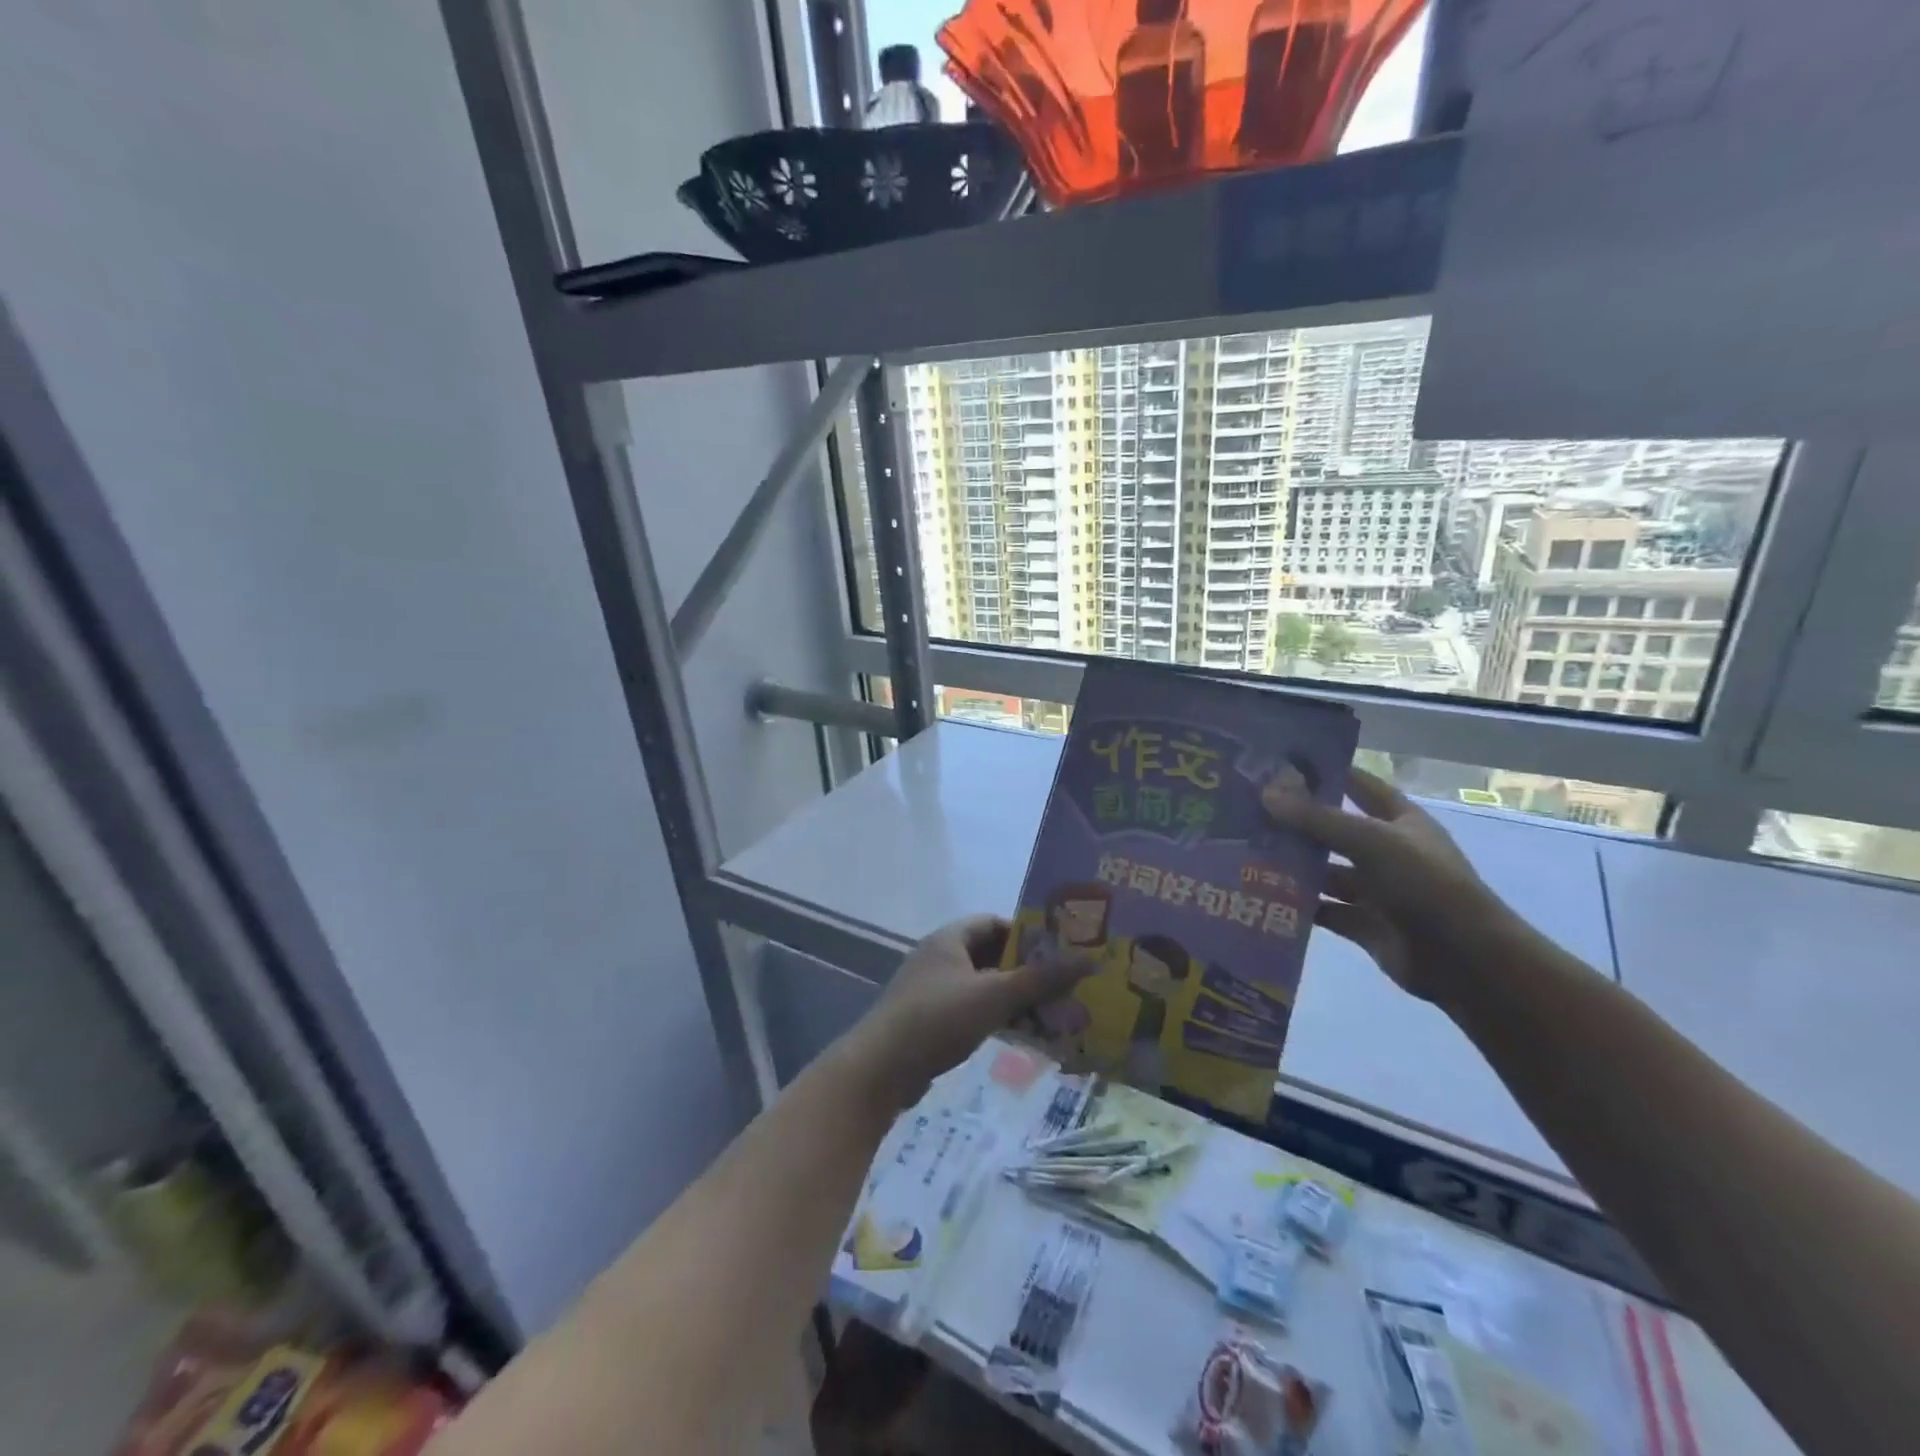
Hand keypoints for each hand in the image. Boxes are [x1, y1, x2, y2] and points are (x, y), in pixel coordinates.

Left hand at [841, 916, 1090, 1107]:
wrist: (880, 1070)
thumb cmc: (937, 1019)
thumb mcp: (994, 996)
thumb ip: (1041, 978)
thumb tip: (1090, 959)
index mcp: (950, 939)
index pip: (995, 923)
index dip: (1028, 934)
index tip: (1060, 952)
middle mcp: (941, 958)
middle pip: (994, 957)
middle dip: (1029, 974)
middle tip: (1066, 990)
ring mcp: (935, 991)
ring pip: (987, 988)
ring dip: (1019, 1001)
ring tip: (1057, 1018)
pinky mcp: (933, 1023)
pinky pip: (975, 1012)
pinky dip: (1000, 1020)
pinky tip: (1027, 1039)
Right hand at [1263, 767, 1516, 1004]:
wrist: (1462, 959)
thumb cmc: (1423, 883)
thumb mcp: (1369, 841)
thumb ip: (1317, 818)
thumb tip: (1266, 792)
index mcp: (1399, 820)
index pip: (1358, 785)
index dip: (1325, 773)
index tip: (1279, 764)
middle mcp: (1386, 850)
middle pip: (1333, 830)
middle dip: (1295, 823)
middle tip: (1246, 812)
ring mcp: (1375, 889)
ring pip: (1324, 872)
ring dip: (1292, 866)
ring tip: (1243, 854)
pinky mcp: (1363, 924)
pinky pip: (1323, 909)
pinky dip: (1297, 905)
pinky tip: (1260, 896)